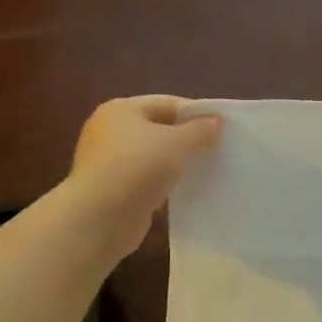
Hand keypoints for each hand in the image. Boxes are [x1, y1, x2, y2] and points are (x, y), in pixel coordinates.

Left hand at [70, 96, 221, 255]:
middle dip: (188, 140)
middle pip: (159, 129)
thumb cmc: (137, 167)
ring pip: (153, 157)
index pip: (168, 104)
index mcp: (121, 109)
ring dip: (177, 165)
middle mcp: (110, 131)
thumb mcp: (177, 143)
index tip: (223, 129)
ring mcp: (108, 162)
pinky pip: (146, 181)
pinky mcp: (112, 190)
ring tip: (206, 172)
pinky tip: (184, 194)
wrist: (99, 218)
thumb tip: (216, 121)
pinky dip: (164, 185)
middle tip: (218, 151)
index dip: (196, 114)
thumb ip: (200, 130)